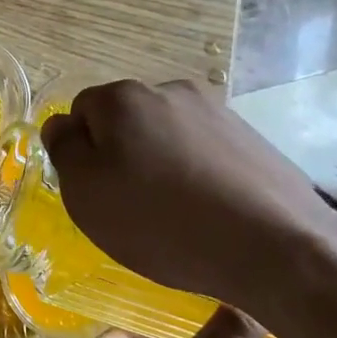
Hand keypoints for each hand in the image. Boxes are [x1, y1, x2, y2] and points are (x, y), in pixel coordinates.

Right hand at [39, 78, 336, 314]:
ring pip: (165, 135)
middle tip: (130, 205)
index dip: (81, 153)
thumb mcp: (86, 192)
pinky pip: (203, 151)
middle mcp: (169, 90)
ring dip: (159, 163)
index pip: (81, 112)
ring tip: (173, 213)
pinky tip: (207, 211)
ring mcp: (216, 111)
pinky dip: (195, 174)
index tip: (95, 191)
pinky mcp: (251, 138)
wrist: (274, 247)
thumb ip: (64, 150)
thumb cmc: (160, 221)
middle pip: (125, 120)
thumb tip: (62, 125)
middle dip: (121, 154)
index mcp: (123, 98)